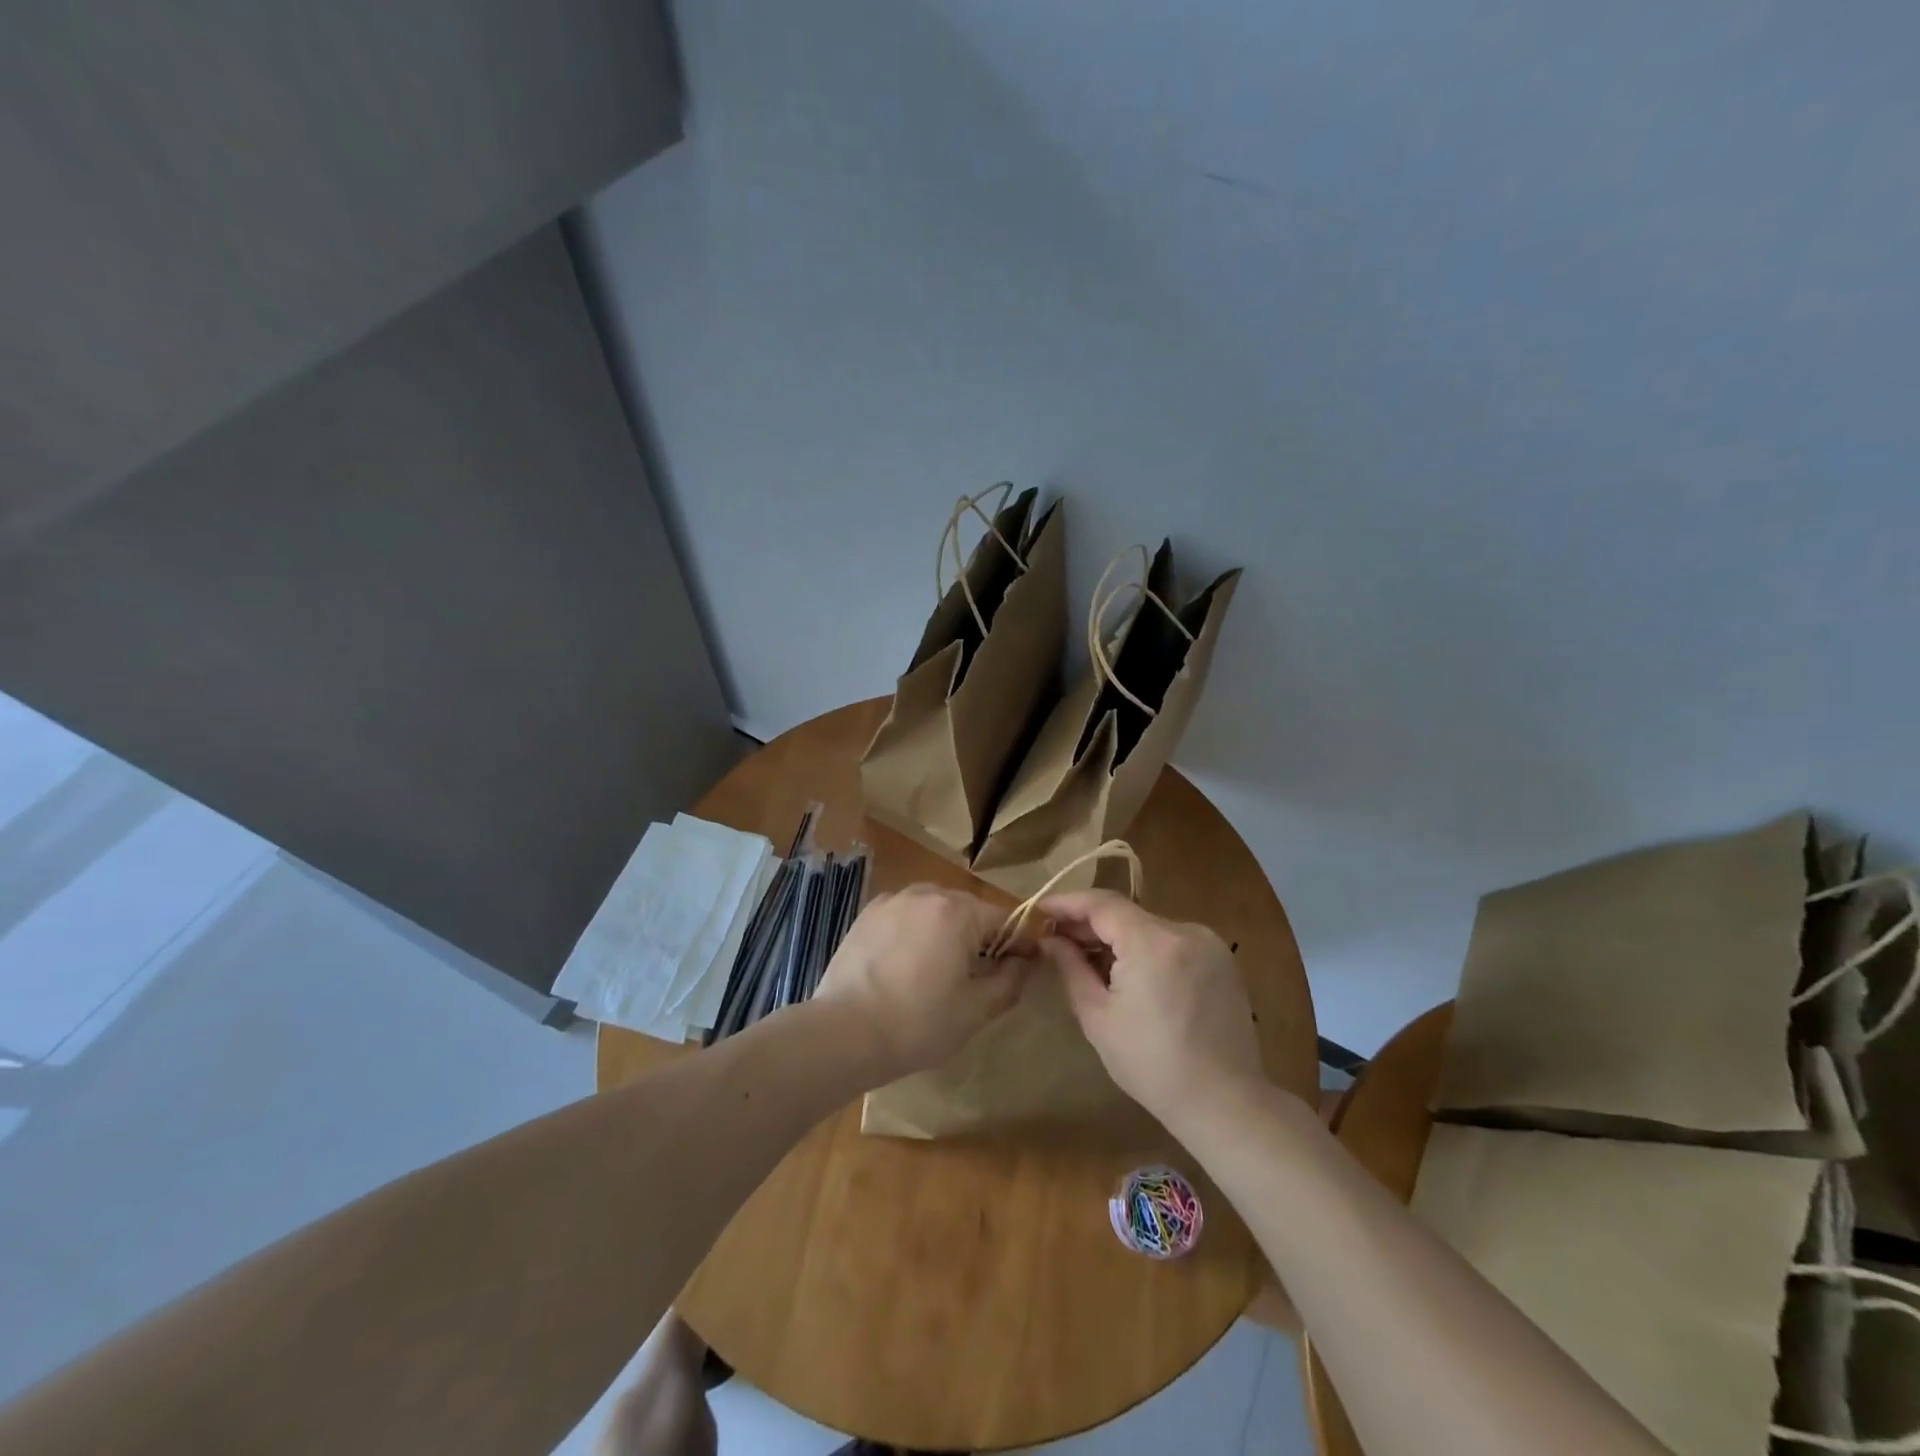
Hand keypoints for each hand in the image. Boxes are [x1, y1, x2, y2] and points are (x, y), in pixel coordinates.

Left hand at [815, 884, 1029, 1081]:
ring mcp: (892, 901)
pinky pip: (906, 915)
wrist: (844, 1032)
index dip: (1018, 943)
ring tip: (938, 970)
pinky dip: (915, 931)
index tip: (1023, 967)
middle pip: (968, 910)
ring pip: (935, 909)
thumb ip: (1010, 980)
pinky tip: (906, 964)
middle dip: (980, 937)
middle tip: (979, 975)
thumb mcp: (976, 1010)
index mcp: (957, 911)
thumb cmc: (918, 1023)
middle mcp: (926, 893)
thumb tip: (1023, 961)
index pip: (1004, 919)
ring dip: (946, 931)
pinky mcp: (867, 914)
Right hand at [1040, 890, 1264, 1125]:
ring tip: (1090, 961)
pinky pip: (1172, 942)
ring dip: (1118, 938)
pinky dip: (1146, 949)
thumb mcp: (1098, 1017)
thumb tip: (1050, 939)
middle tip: (1057, 940)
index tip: (1039, 910)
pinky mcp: (1222, 960)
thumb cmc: (1151, 1064)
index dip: (1067, 902)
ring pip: (1149, 927)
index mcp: (1152, 942)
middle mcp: (1185, 930)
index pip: (1101, 903)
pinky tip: (1131, 976)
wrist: (1224, 1102)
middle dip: (1090, 924)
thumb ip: (1070, 968)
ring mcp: (1208, 943)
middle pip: (1126, 914)